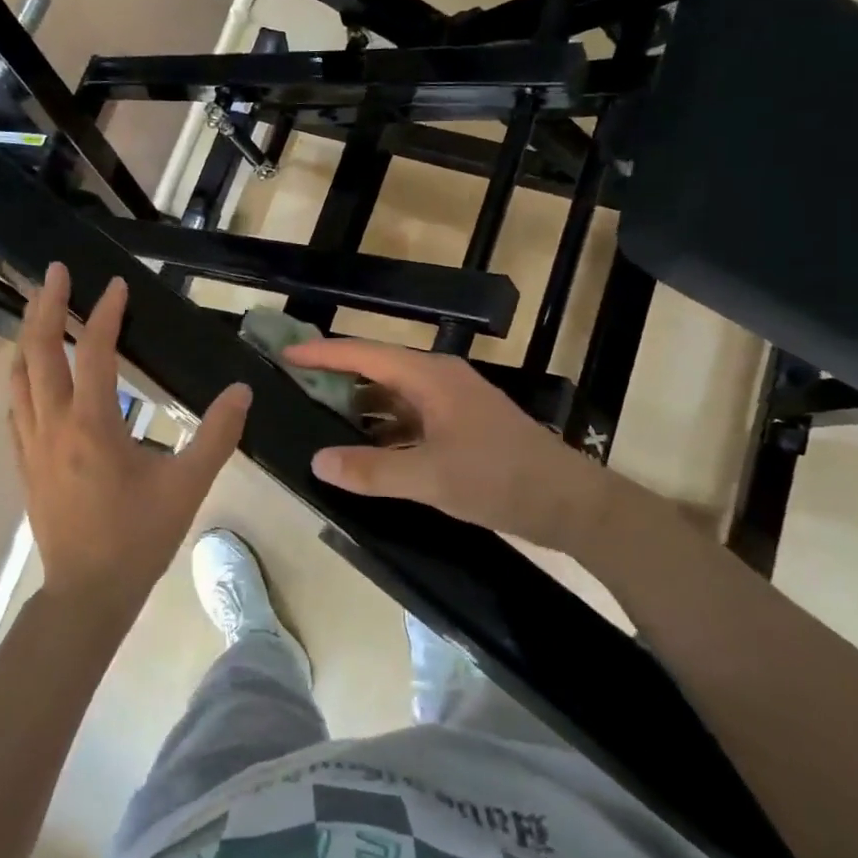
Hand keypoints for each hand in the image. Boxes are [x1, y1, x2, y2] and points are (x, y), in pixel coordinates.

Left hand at [10, 264, 251, 614]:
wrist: (87, 593)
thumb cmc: (139, 537)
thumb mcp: (188, 485)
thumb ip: (217, 435)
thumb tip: (241, 391)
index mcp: (92, 425)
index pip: (94, 353)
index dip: (108, 314)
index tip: (118, 285)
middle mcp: (52, 425)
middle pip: (38, 351)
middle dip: (47, 306)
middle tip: (55, 272)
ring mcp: (31, 444)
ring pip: (17, 376)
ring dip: (27, 337)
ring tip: (39, 310)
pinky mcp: (24, 464)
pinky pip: (14, 407)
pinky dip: (21, 377)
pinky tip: (31, 375)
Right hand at [282, 338, 604, 540]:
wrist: (571, 503)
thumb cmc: (500, 479)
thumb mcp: (430, 478)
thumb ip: (371, 471)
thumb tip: (317, 461)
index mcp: (430, 378)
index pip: (364, 354)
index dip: (323, 354)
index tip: (286, 355)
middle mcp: (440, 381)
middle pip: (377, 370)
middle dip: (336, 379)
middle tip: (295, 389)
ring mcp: (453, 403)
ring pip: (394, 397)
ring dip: (361, 408)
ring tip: (320, 421)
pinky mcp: (462, 427)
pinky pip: (410, 419)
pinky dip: (384, 430)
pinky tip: (366, 452)